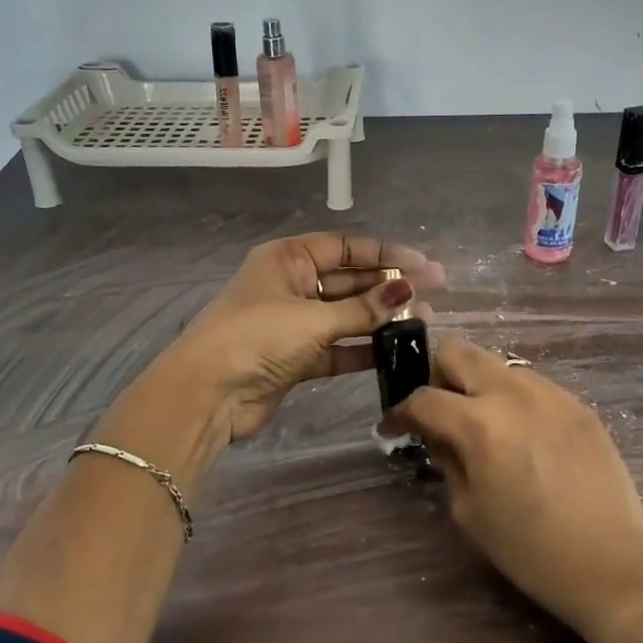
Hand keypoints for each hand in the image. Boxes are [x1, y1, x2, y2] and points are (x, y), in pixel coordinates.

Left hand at [115, 233, 442, 478]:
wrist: (209, 394)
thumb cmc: (257, 337)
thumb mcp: (313, 318)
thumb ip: (363, 309)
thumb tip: (408, 290)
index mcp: (288, 259)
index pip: (345, 248)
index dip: (386, 253)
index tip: (424, 264)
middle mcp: (292, 285)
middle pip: (349, 280)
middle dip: (388, 285)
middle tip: (434, 291)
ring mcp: (294, 323)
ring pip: (347, 315)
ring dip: (380, 318)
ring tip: (425, 319)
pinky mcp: (297, 358)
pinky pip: (339, 347)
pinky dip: (364, 348)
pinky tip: (397, 350)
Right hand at [387, 337, 642, 642]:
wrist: (613, 564)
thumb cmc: (530, 549)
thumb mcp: (469, 509)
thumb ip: (447, 458)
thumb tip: (437, 433)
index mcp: (479, 423)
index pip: (423, 398)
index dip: (400, 413)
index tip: (394, 428)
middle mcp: (513, 393)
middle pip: (457, 350)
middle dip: (437, 375)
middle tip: (440, 412)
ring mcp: (551, 393)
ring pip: (497, 363)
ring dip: (478, 384)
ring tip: (485, 425)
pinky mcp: (578, 404)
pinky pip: (533, 384)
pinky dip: (514, 399)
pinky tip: (523, 437)